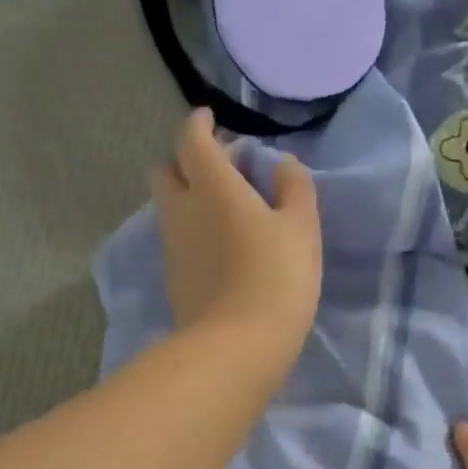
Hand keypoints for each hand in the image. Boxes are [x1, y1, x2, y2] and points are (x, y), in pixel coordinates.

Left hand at [152, 109, 322, 366]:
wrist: (236, 347)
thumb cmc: (276, 278)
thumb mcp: (301, 228)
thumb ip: (293, 188)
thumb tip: (281, 165)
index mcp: (211, 185)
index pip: (191, 139)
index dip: (199, 124)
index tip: (212, 121)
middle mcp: (181, 210)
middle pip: (166, 171)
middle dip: (186, 161)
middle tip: (221, 170)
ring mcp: (172, 247)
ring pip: (169, 208)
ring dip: (189, 198)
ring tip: (225, 211)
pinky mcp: (172, 279)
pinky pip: (177, 240)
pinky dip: (192, 231)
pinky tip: (220, 248)